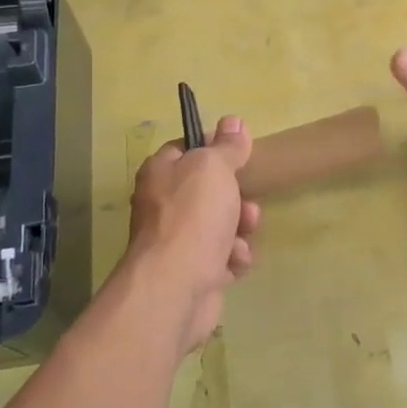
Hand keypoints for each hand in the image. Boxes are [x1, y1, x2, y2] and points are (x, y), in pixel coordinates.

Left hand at [126, 115, 261, 353]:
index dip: (214, 148)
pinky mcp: (195, 271)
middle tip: (246, 203)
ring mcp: (178, 241)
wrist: (176, 286)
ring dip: (241, 228)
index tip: (239, 152)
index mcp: (161, 173)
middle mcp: (164, 205)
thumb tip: (234, 121)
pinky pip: (225, 256)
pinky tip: (235, 262)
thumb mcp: (214, 168)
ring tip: (243, 235)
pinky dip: (234, 258)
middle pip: (210, 190)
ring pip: (223, 224)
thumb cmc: (193, 217)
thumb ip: (227, 146)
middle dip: (237, 196)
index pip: (187, 148)